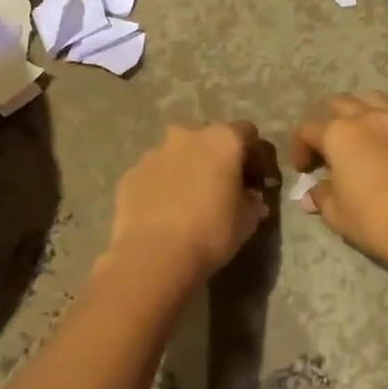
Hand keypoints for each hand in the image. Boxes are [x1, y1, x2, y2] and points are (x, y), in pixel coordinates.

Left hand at [102, 121, 276, 285]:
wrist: (153, 255)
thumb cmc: (211, 232)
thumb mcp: (246, 221)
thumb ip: (252, 203)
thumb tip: (252, 199)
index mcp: (222, 140)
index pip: (247, 133)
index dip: (255, 155)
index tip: (256, 180)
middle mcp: (188, 135)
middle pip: (209, 138)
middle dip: (217, 158)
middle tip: (222, 187)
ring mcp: (155, 152)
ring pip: (178, 153)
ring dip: (187, 169)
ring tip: (190, 201)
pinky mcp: (131, 173)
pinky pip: (155, 173)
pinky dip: (163, 184)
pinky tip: (165, 211)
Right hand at [291, 93, 387, 278]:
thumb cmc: (376, 220)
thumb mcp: (338, 213)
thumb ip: (322, 196)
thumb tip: (313, 193)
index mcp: (341, 132)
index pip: (309, 128)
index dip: (299, 148)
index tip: (303, 171)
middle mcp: (369, 119)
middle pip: (340, 104)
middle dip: (327, 123)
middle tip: (327, 152)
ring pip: (372, 102)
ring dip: (359, 116)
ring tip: (358, 142)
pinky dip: (385, 135)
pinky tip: (387, 161)